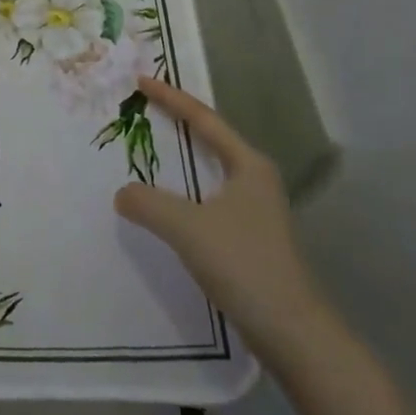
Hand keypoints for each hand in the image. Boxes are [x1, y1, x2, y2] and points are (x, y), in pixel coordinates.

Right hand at [114, 77, 331, 364]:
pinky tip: (166, 203)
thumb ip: (148, 204)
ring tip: (150, 147)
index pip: (203, 119)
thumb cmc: (244, 265)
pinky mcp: (250, 238)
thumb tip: (122, 193)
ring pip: (209, 171)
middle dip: (177, 121)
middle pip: (210, 139)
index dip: (171, 98)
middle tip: (143, 106)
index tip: (141, 80)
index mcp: (248, 165)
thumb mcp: (188, 228)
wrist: (293, 334)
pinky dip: (184, 190)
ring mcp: (255, 210)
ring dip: (180, 158)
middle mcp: (255, 179)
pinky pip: (207, 198)